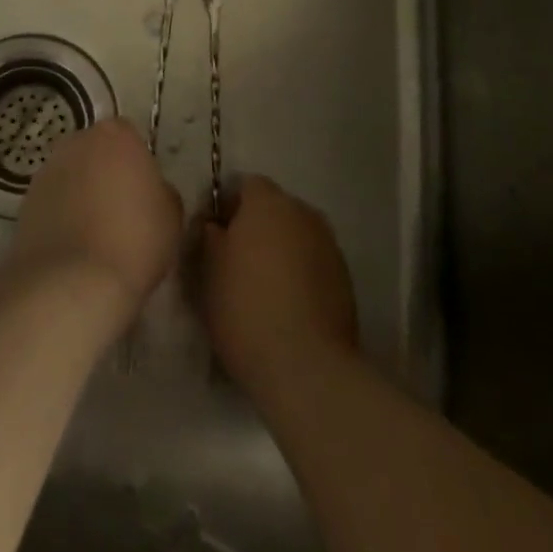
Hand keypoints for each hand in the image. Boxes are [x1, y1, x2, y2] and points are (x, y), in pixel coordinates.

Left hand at [13, 119, 183, 316]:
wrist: (72, 281)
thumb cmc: (134, 240)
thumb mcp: (172, 214)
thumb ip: (160, 190)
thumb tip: (148, 191)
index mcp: (116, 135)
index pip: (129, 137)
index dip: (136, 165)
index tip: (143, 194)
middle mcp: (76, 142)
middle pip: (96, 152)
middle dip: (105, 173)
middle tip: (121, 212)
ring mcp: (46, 170)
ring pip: (71, 176)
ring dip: (81, 195)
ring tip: (95, 236)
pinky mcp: (25, 201)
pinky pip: (53, 202)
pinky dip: (61, 217)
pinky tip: (74, 248)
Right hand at [201, 176, 359, 397]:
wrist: (306, 366)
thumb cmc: (245, 308)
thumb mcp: (207, 269)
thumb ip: (209, 235)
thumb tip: (216, 224)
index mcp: (268, 202)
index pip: (245, 185)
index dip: (228, 206)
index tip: (213, 235)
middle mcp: (304, 213)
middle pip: (275, 208)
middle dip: (256, 226)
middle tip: (235, 260)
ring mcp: (329, 245)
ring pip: (296, 236)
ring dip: (280, 250)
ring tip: (262, 286)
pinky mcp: (345, 279)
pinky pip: (313, 263)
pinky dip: (300, 273)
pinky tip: (286, 304)